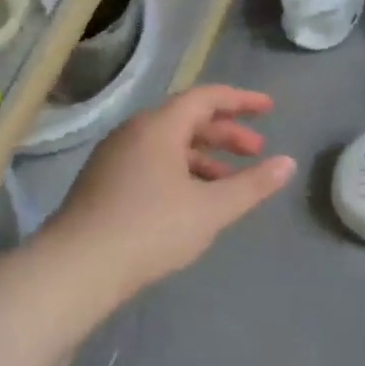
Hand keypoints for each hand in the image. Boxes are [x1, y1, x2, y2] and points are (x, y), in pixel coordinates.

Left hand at [52, 85, 294, 292]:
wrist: (77, 268)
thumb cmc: (151, 229)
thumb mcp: (212, 209)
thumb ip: (252, 185)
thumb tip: (287, 164)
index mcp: (159, 127)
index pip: (206, 97)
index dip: (241, 100)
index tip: (269, 108)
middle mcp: (134, 133)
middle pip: (188, 119)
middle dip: (226, 133)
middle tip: (256, 151)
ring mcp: (115, 157)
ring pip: (169, 144)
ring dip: (205, 156)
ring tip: (230, 181)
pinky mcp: (104, 183)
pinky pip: (152, 162)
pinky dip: (181, 171)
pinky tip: (193, 200)